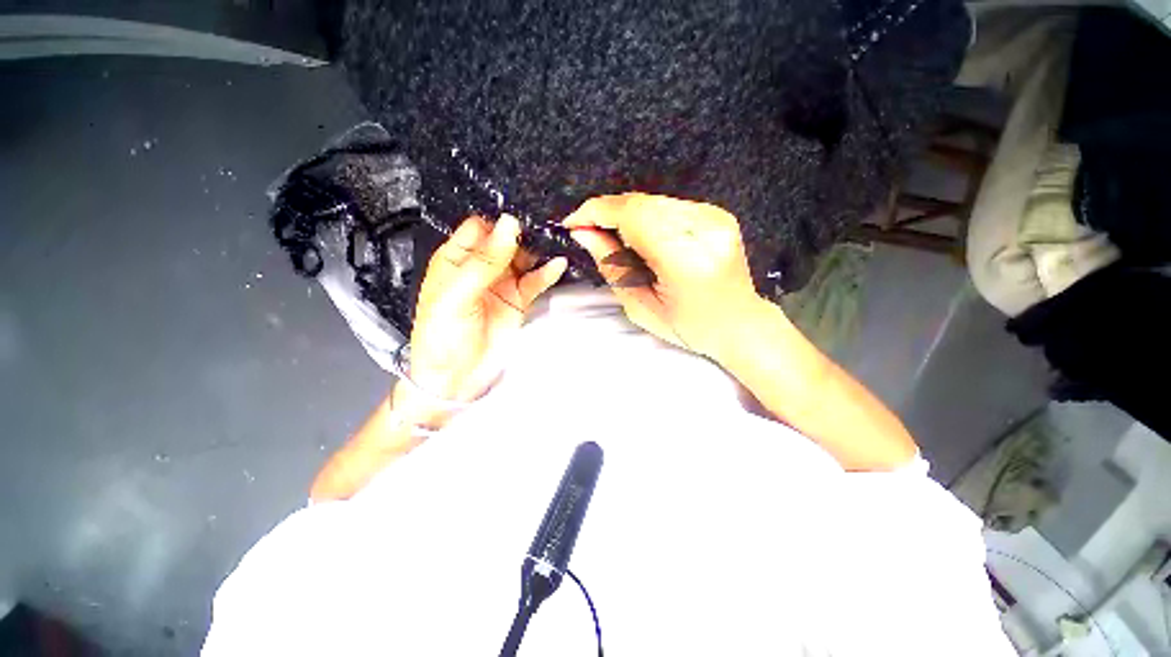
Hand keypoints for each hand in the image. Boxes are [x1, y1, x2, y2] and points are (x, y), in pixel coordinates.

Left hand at [408, 214, 566, 413]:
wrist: (456, 378)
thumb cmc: (443, 336)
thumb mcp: (457, 296)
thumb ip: (485, 261)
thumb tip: (509, 224)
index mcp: (456, 260)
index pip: (479, 229)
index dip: (498, 221)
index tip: (521, 213)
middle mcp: (481, 268)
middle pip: (505, 241)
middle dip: (523, 233)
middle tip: (546, 224)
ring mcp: (502, 284)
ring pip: (523, 259)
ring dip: (538, 251)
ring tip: (557, 240)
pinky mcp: (519, 300)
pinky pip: (535, 281)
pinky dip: (547, 273)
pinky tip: (558, 265)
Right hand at [564, 193, 766, 358]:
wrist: (738, 323)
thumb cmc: (689, 327)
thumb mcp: (640, 307)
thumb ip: (611, 266)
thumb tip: (583, 234)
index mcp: (685, 259)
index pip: (633, 215)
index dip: (597, 212)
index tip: (573, 223)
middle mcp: (704, 229)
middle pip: (641, 203)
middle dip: (607, 212)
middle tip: (588, 231)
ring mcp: (714, 217)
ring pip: (653, 200)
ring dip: (625, 215)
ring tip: (612, 237)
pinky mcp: (717, 214)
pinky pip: (669, 205)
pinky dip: (646, 216)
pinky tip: (640, 236)